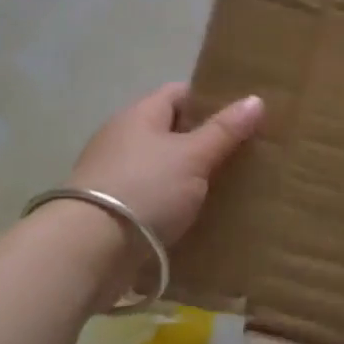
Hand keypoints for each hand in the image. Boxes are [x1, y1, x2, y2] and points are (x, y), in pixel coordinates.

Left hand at [66, 82, 264, 246]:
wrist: (88, 250)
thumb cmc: (145, 189)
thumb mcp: (193, 157)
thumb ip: (224, 130)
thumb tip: (255, 99)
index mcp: (140, 114)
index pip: (178, 93)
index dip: (209, 101)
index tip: (240, 117)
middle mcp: (122, 137)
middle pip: (170, 131)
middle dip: (202, 142)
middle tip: (241, 155)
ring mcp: (112, 174)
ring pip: (161, 167)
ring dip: (187, 177)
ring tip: (225, 189)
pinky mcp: (109, 210)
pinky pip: (150, 198)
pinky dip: (171, 205)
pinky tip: (195, 219)